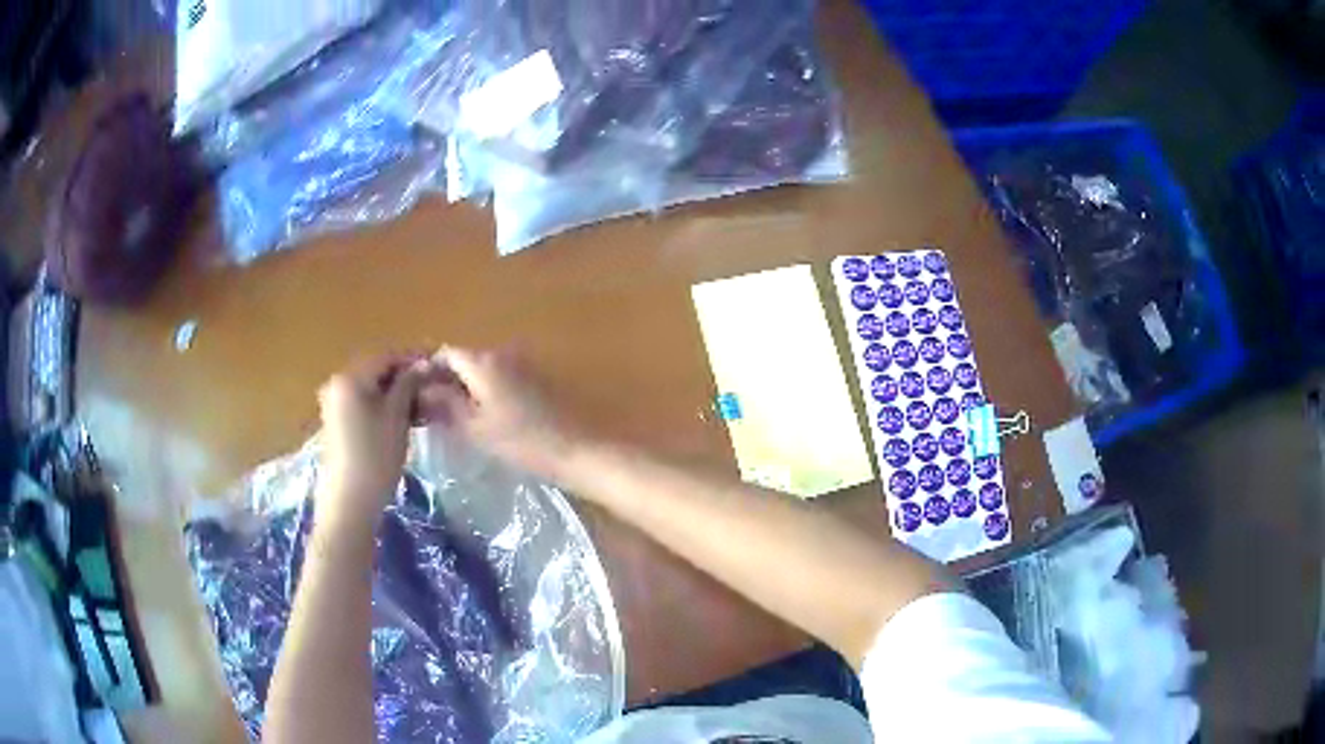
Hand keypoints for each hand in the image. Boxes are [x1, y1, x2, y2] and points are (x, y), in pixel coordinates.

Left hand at [317, 354, 427, 525]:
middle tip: (435, 390)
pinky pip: (366, 405)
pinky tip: (407, 421)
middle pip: (379, 372)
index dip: (415, 360)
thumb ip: (409, 384)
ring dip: (399, 395)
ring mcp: (336, 404)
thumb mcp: (397, 416)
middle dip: (407, 379)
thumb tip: (423, 364)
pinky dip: (386, 408)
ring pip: (374, 390)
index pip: (387, 357)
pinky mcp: (339, 423)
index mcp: (350, 377)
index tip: (440, 368)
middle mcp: (339, 384)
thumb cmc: (375, 455)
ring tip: (426, 408)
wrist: (350, 501)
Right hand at [421, 347, 583, 476]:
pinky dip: (487, 394)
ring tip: (453, 419)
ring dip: (466, 389)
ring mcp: (523, 366)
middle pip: (465, 361)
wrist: (579, 451)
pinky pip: (501, 380)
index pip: (445, 354)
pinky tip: (484, 420)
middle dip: (445, 382)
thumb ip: (445, 405)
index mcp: (484, 362)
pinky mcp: (538, 382)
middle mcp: (503, 355)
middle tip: (429, 411)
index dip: (427, 372)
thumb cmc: (522, 442)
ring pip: (484, 372)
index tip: (414, 396)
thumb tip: (421, 390)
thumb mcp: (475, 428)